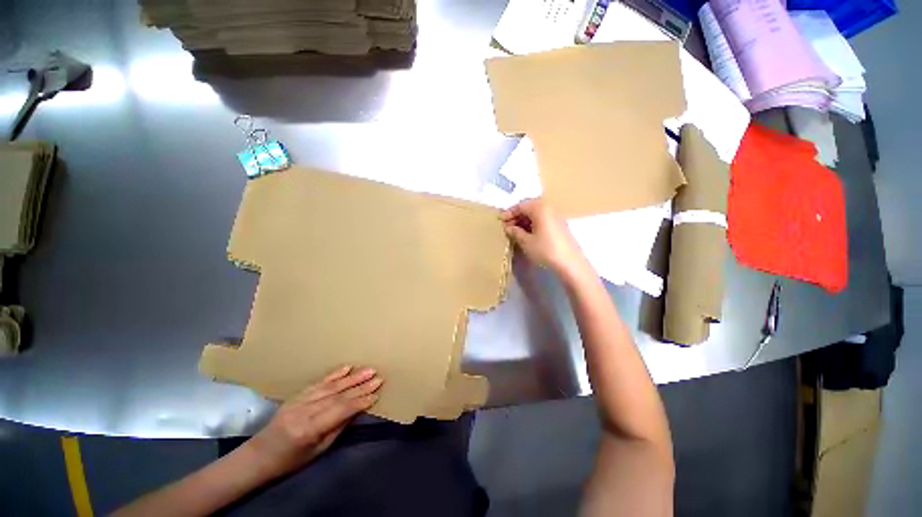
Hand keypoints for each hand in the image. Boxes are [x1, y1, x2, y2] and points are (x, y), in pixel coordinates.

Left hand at [245, 366, 382, 477]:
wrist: (259, 455)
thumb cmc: (290, 460)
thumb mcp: (318, 450)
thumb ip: (338, 427)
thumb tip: (358, 409)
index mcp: (309, 429)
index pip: (340, 410)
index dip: (360, 402)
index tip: (376, 394)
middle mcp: (304, 411)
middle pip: (337, 395)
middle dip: (360, 386)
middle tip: (378, 377)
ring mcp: (299, 400)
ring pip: (331, 386)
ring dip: (352, 377)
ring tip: (369, 370)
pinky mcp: (297, 394)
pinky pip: (319, 382)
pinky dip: (335, 374)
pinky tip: (347, 368)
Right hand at [501, 198, 591, 278]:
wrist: (570, 263)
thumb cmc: (545, 250)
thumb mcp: (526, 242)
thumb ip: (515, 232)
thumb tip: (508, 227)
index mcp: (540, 208)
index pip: (520, 205)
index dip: (509, 213)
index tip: (500, 221)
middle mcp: (549, 208)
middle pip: (529, 207)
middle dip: (516, 216)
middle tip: (507, 226)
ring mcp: (556, 216)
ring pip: (536, 214)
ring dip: (524, 220)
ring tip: (515, 231)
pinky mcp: (560, 226)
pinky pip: (543, 219)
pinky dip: (533, 224)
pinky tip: (527, 234)